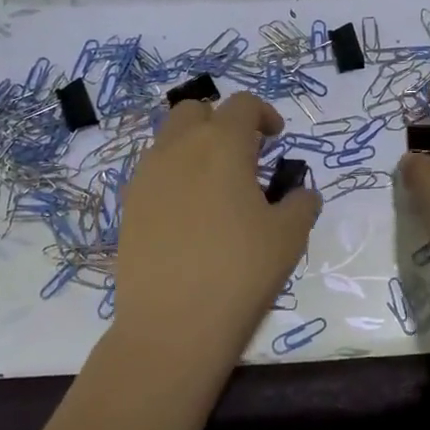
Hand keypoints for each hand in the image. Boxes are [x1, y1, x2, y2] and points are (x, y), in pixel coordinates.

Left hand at [112, 93, 321, 384]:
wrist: (172, 324)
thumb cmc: (240, 271)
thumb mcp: (289, 236)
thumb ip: (301, 203)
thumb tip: (300, 193)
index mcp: (222, 144)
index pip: (243, 105)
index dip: (264, 114)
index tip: (276, 139)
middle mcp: (179, 148)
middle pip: (196, 110)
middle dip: (221, 122)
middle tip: (244, 156)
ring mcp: (147, 176)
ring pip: (170, 139)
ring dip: (195, 147)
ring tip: (217, 187)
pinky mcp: (128, 206)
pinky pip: (154, 172)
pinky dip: (175, 176)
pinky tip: (191, 214)